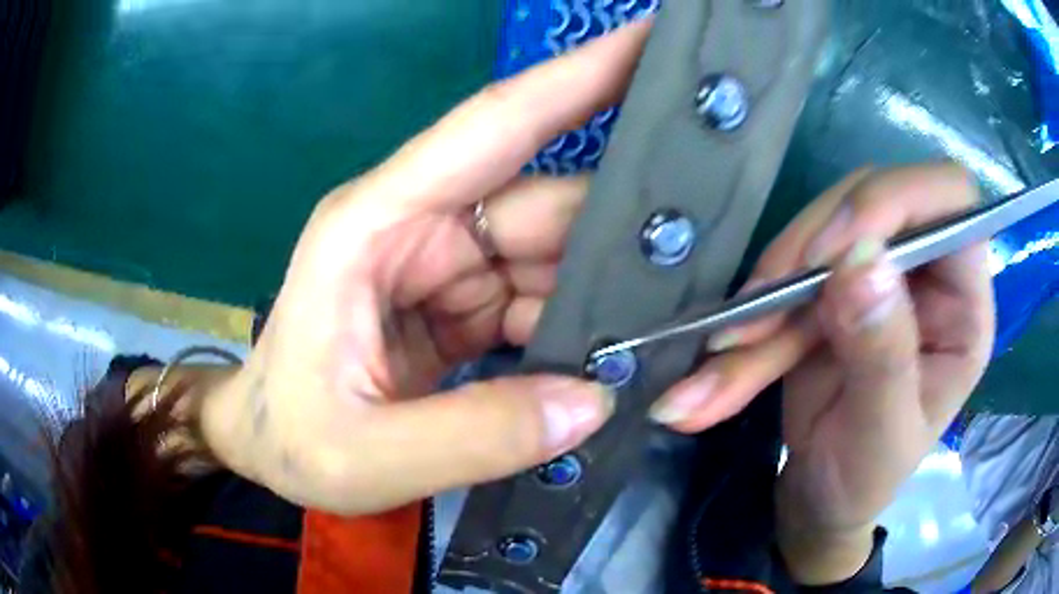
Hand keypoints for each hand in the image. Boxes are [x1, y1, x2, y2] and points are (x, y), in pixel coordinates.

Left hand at [198, 21, 651, 515]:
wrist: (268, 450)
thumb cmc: (289, 439)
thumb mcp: (366, 452)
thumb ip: (474, 435)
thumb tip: (591, 400)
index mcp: (377, 226)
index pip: (496, 124)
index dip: (580, 75)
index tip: (651, 43)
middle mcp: (418, 227)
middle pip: (545, 204)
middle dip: (621, 229)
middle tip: (704, 256)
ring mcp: (444, 265)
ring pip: (553, 255)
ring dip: (606, 288)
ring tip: (668, 322)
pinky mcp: (459, 305)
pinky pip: (539, 298)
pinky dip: (579, 324)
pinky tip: (613, 352)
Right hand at [649, 164, 995, 582]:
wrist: (822, 496)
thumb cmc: (867, 479)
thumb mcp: (882, 434)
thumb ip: (882, 354)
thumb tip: (860, 262)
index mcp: (964, 303)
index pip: (953, 199)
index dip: (899, 200)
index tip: (838, 251)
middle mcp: (927, 272)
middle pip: (874, 201)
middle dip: (815, 246)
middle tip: (766, 304)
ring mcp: (878, 274)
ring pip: (821, 232)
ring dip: (771, 287)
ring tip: (728, 348)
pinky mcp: (833, 287)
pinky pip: (788, 272)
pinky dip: (753, 309)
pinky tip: (723, 352)